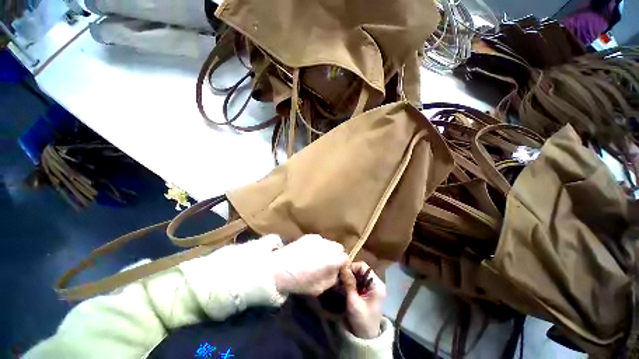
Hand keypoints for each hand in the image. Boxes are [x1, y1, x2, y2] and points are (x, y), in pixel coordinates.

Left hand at [271, 234, 347, 295]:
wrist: (278, 269)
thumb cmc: (299, 282)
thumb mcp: (319, 288)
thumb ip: (332, 279)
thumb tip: (336, 272)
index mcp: (331, 259)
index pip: (345, 258)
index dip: (343, 265)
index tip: (337, 271)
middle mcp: (327, 245)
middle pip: (339, 248)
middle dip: (337, 256)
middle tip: (328, 265)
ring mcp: (318, 238)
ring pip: (329, 243)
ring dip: (328, 250)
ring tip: (318, 258)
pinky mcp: (309, 236)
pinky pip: (320, 240)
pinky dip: (319, 246)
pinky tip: (310, 253)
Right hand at [340, 262, 385, 338]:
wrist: (366, 339)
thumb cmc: (362, 321)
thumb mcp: (353, 302)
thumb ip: (349, 283)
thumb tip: (343, 267)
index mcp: (376, 284)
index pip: (363, 266)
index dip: (352, 267)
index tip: (342, 273)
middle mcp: (375, 283)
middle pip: (360, 270)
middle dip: (349, 272)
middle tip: (339, 278)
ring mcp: (371, 287)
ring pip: (358, 275)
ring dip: (348, 277)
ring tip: (339, 282)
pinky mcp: (366, 291)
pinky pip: (357, 281)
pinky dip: (350, 282)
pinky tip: (342, 286)